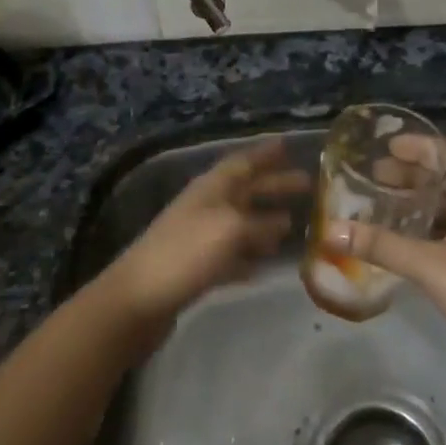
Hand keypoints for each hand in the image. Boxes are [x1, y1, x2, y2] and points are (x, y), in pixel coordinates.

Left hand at [101, 138, 307, 336]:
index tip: (288, 145)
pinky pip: (231, 254)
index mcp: (212, 188)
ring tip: (293, 224)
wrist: (138, 300)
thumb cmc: (186, 253)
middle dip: (274, 185)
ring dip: (264, 222)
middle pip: (245, 190)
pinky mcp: (196, 268)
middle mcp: (206, 206)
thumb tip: (283, 222)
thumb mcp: (231, 230)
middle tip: (307, 184)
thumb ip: (260, 224)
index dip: (265, 153)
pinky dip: (249, 255)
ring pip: (240, 222)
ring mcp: (199, 238)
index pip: (243, 162)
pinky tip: (264, 264)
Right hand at [328, 137, 445, 395]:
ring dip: (420, 203)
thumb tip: (332, 231)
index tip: (386, 148)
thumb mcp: (432, 266)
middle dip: (414, 175)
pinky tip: (403, 242)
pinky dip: (429, 230)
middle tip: (374, 177)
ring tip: (383, 206)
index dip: (423, 145)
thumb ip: (383, 246)